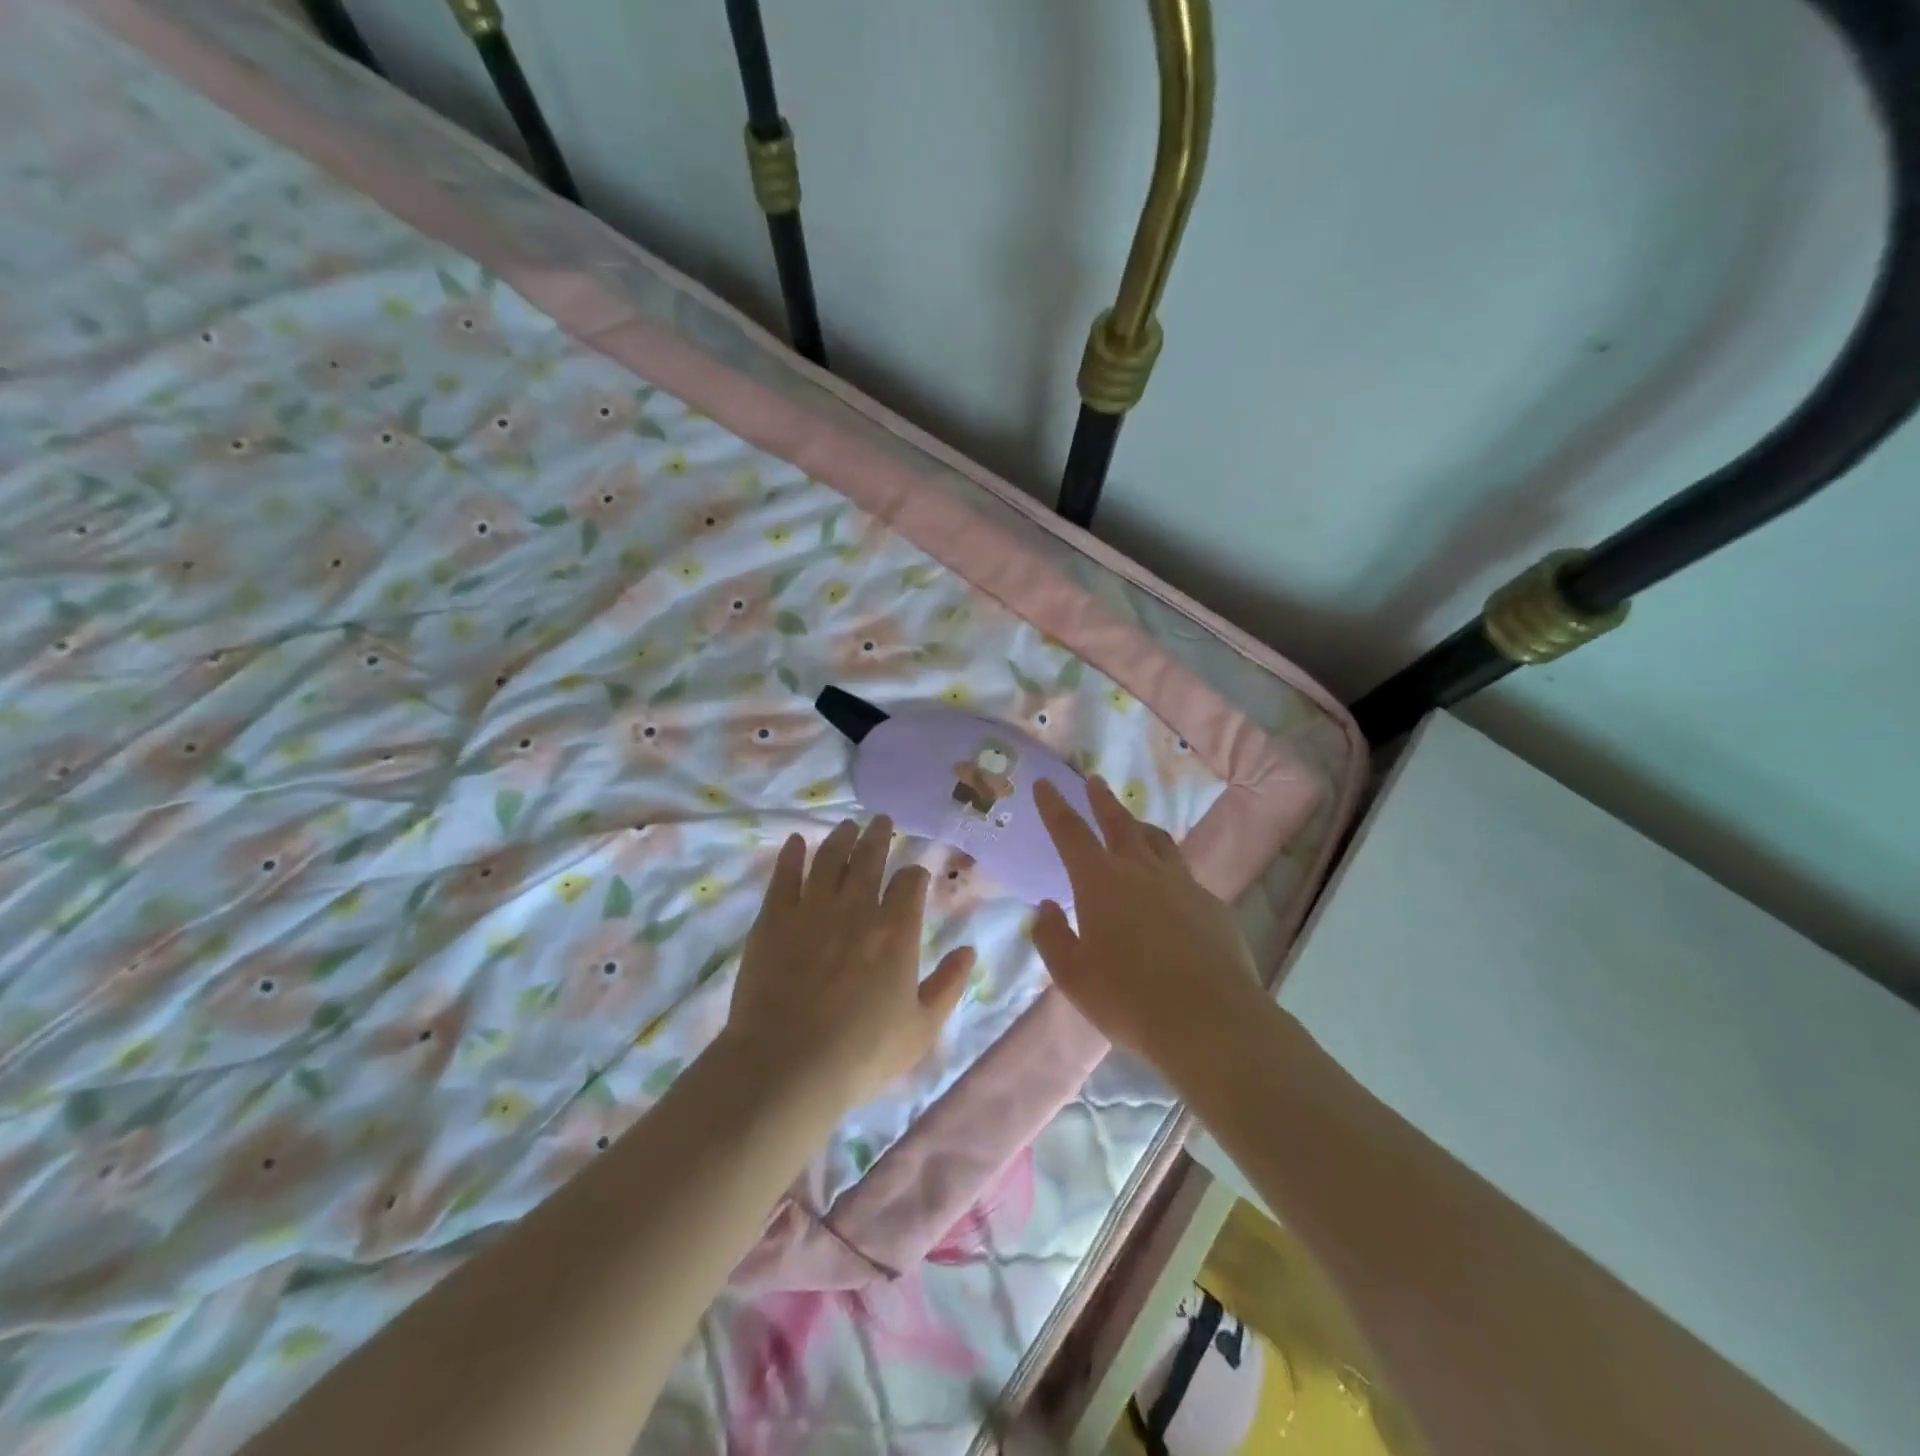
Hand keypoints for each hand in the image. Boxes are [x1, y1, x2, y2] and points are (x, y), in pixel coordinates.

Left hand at [722, 817, 975, 1114]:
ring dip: (841, 837)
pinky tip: (797, 841)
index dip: (915, 874)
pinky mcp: (774, 918)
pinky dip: (793, 854)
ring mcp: (812, 909)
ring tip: (847, 825)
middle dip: (878, 836)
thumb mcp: (921, 1029)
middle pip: (869, 858)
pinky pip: (785, 875)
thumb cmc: (861, 1054)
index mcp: (896, 931)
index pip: (910, 883)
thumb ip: (949, 985)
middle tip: (881, 820)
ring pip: (829, 858)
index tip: (915, 874)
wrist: (787, 1067)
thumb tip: (969, 950)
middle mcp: (857, 908)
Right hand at [1031, 776, 1265, 1079]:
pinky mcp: (1212, 904)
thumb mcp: (1073, 976)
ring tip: (1134, 824)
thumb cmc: (1128, 998)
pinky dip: (1169, 872)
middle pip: (1119, 822)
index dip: (1054, 806)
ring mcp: (1182, 884)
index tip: (1044, 784)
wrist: (1210, 1020)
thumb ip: (1053, 937)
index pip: (1070, 832)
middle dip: (1102, 800)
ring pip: (1158, 841)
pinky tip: (1170, 892)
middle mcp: (1141, 870)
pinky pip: (1185, 876)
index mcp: (1100, 881)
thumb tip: (1047, 908)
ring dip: (1140, 826)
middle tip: (1094, 781)